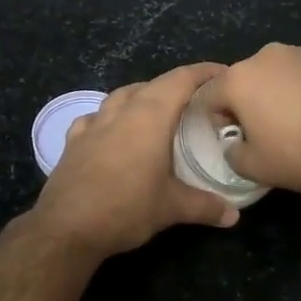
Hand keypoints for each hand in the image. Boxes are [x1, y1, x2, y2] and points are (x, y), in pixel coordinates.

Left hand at [32, 62, 239, 258]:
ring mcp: (93, 124)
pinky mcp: (73, 141)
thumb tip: (234, 216)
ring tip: (158, 110)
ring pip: (122, 95)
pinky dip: (111, 117)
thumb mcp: (172, 208)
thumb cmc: (126, 208)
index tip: (224, 73)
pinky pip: (96, 117)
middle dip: (176, 85)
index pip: (181, 80)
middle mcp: (121, 111)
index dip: (204, 72)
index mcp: (150, 116)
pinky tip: (113, 131)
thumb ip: (205, 207)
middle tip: (197, 100)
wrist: (66, 228)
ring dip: (142, 96)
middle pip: (153, 84)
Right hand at [202, 43, 300, 196]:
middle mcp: (268, 56)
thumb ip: (232, 153)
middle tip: (261, 134)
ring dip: (277, 96)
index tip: (229, 138)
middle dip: (246, 104)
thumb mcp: (254, 167)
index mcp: (241, 78)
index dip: (213, 119)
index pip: (208, 95)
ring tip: (295, 126)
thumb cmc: (300, 154)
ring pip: (278, 76)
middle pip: (244, 81)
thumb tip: (235, 144)